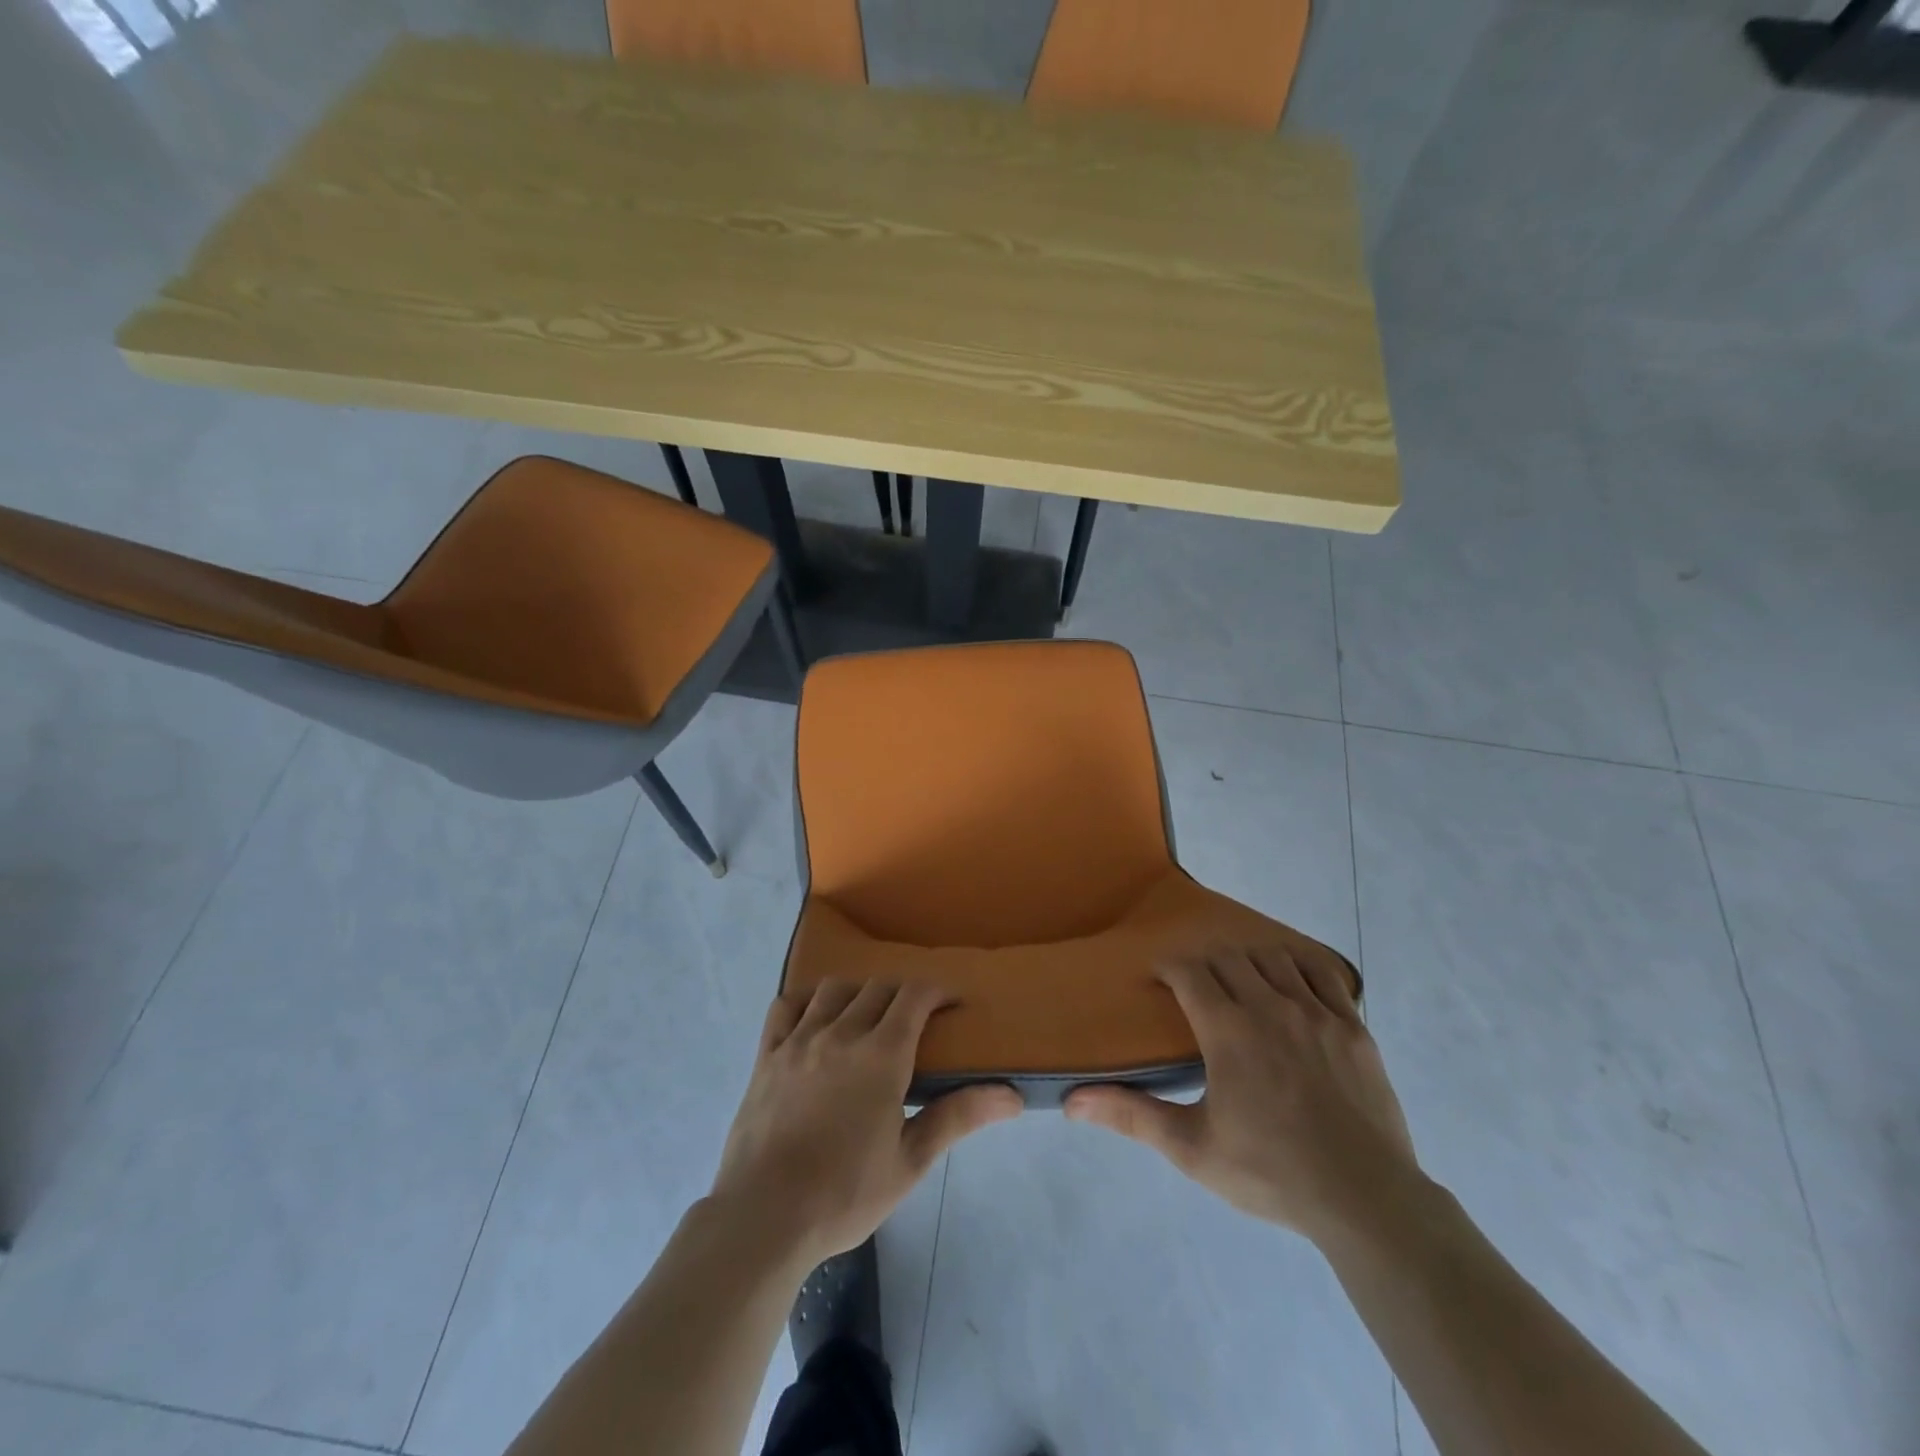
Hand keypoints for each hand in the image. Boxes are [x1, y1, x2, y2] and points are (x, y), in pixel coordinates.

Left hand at [708, 980, 1022, 1268]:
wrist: (763, 1219)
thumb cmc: (844, 1195)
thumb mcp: (910, 1162)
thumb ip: (958, 1117)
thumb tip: (1012, 1096)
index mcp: (882, 1055)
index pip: (915, 996)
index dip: (938, 991)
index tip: (952, 1004)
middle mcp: (841, 1033)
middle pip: (878, 988)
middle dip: (903, 993)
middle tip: (916, 1018)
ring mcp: (799, 1040)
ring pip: (834, 990)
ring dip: (858, 992)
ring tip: (867, 1016)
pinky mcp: (766, 1055)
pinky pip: (785, 1006)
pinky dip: (806, 1000)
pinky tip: (815, 1016)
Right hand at [1064, 945, 1420, 1246]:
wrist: (1364, 1201)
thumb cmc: (1270, 1173)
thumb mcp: (1191, 1148)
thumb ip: (1132, 1115)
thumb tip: (1071, 1102)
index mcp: (1227, 1031)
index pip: (1189, 972)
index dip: (1169, 967)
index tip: (1159, 979)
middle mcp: (1269, 1007)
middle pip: (1228, 959)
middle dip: (1205, 965)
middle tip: (1196, 988)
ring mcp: (1316, 1013)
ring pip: (1273, 958)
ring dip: (1249, 961)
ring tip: (1241, 984)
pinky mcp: (1353, 1026)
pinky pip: (1323, 974)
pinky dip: (1300, 967)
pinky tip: (1292, 984)